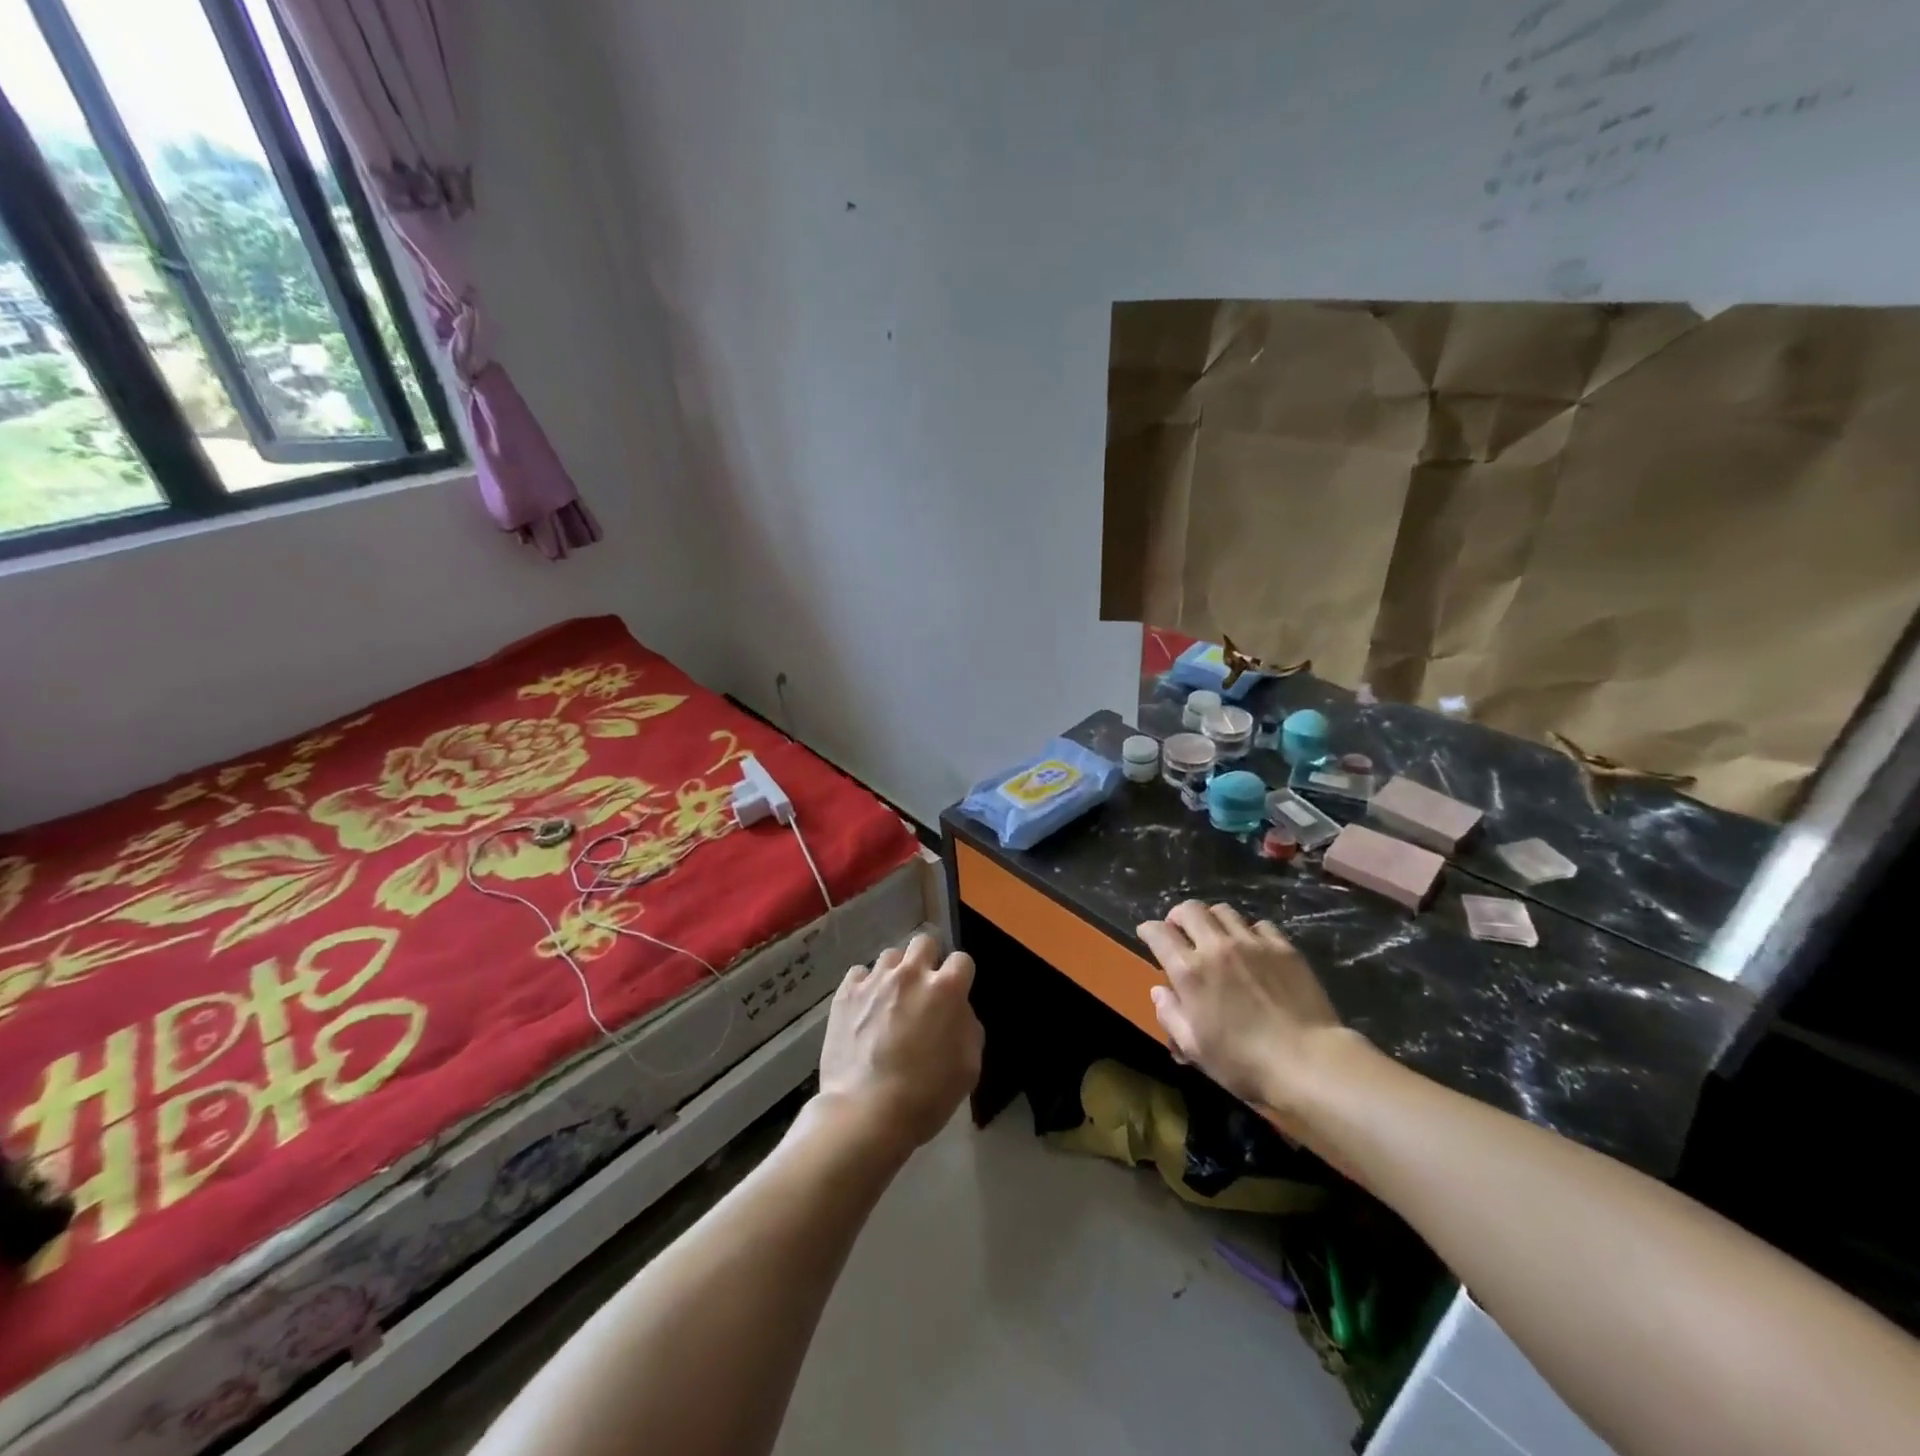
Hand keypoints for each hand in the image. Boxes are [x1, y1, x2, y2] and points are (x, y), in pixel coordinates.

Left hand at [816, 932, 983, 1160]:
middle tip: (923, 989)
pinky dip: (865, 987)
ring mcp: (875, 981)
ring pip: (890, 956)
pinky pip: (859, 974)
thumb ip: (968, 1027)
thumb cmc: (926, 1095)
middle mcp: (911, 974)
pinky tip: (864, 1009)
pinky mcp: (845, 993)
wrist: (867, 1112)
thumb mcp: (969, 1067)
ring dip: (896, 972)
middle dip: (928, 960)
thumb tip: (958, 1011)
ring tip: (891, 999)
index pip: (962, 960)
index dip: (960, 977)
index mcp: (946, 989)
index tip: (955, 995)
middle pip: (924, 942)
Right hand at [1137, 901, 1349, 1121]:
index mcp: (1189, 971)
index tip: (1146, 934)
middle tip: (1179, 930)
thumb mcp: (1196, 1048)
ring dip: (1211, 919)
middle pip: (1189, 910)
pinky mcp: (1283, 947)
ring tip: (1215, 935)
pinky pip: (1259, 924)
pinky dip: (1248, 931)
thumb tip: (1159, 991)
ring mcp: (1252, 943)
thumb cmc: (1244, 1062)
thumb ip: (1171, 1015)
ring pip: (1223, 911)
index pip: (1159, 933)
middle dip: (1177, 916)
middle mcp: (1216, 947)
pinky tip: (1252, 947)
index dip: (1148, 930)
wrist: (1308, 1062)